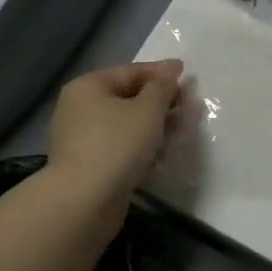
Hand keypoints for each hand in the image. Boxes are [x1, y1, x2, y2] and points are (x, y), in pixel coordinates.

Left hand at [45, 60, 183, 200]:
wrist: (84, 202)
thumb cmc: (117, 144)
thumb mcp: (148, 109)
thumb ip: (163, 87)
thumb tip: (171, 68)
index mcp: (88, 86)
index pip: (131, 71)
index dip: (161, 73)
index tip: (188, 76)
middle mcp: (80, 108)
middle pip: (129, 98)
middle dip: (161, 102)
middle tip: (191, 108)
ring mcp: (82, 139)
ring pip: (127, 125)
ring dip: (156, 126)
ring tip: (183, 131)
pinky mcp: (89, 166)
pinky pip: (121, 147)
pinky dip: (142, 147)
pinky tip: (164, 154)